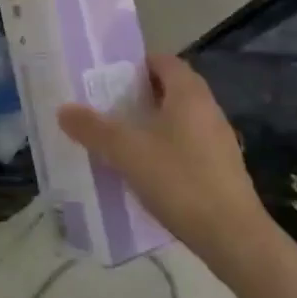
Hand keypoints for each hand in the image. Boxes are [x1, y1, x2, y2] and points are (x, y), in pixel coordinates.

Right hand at [58, 53, 269, 262]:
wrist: (232, 236)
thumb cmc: (179, 180)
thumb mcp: (126, 152)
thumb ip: (93, 128)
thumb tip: (64, 110)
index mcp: (189, 94)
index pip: (163, 61)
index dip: (135, 64)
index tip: (106, 78)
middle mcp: (208, 109)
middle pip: (170, 89)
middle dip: (138, 95)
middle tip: (105, 107)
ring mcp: (218, 140)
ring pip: (178, 119)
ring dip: (150, 123)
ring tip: (118, 138)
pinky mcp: (221, 168)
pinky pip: (186, 145)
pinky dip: (164, 148)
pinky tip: (143, 169)